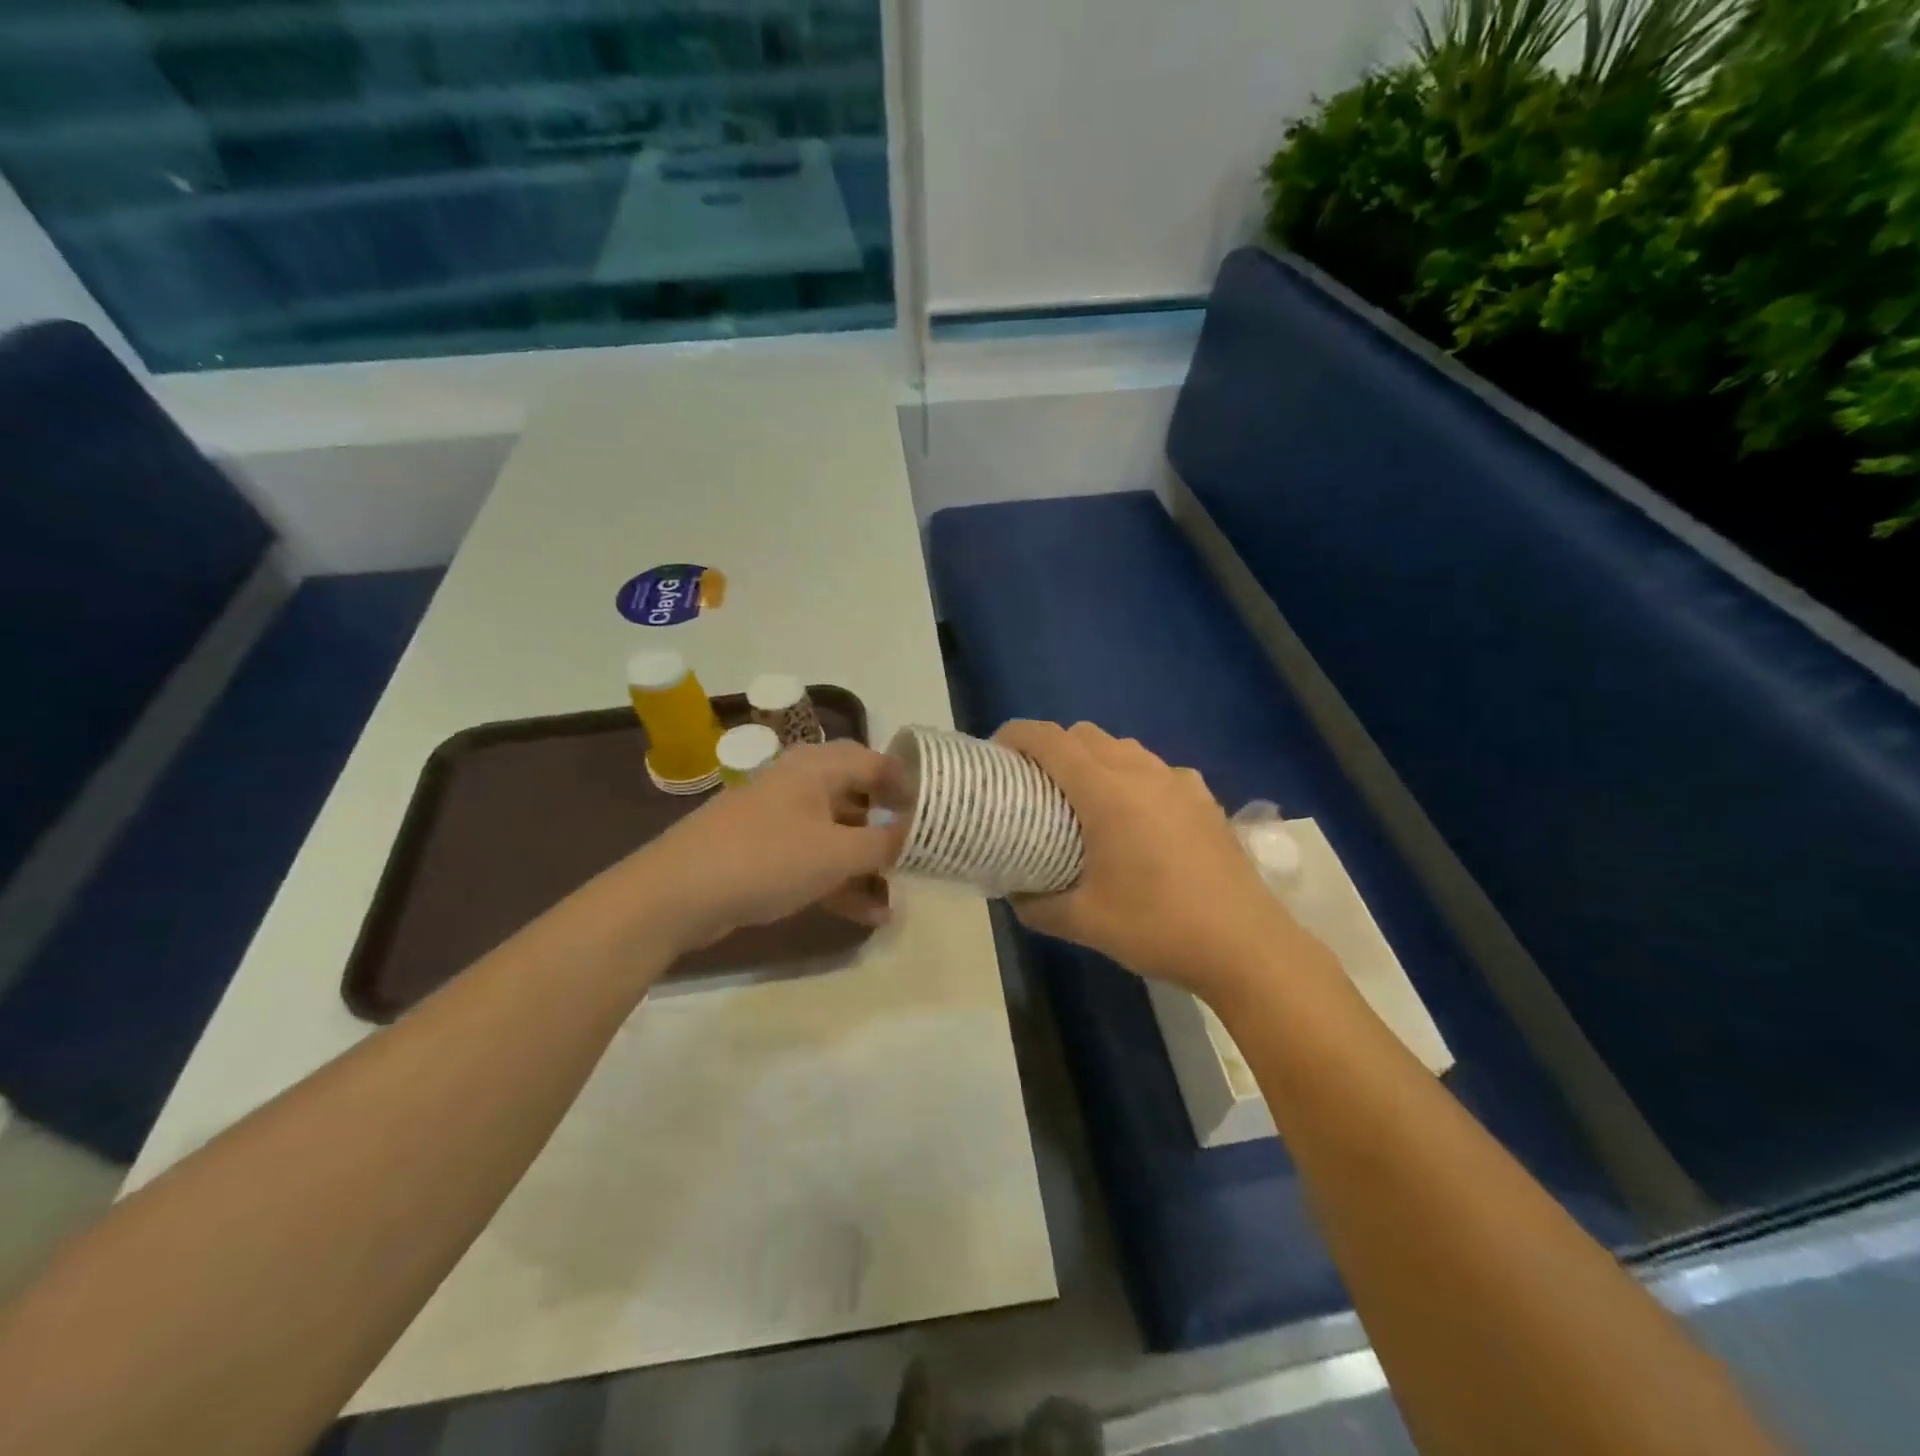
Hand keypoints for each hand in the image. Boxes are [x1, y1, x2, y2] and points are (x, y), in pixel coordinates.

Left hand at [633, 740, 907, 954]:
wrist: (677, 894)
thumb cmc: (766, 858)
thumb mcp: (836, 852)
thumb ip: (884, 844)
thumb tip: (918, 835)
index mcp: (818, 767)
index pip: (878, 763)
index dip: (911, 787)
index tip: (939, 816)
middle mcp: (801, 784)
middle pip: (860, 799)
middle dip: (891, 829)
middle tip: (922, 853)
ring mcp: (781, 819)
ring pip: (839, 834)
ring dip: (869, 864)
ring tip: (901, 894)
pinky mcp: (767, 853)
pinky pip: (816, 860)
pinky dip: (841, 881)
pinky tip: (869, 915)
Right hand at [993, 720, 1300, 1001]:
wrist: (1245, 945)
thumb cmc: (1158, 927)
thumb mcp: (1083, 923)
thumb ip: (1037, 905)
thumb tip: (1015, 893)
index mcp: (1106, 792)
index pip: (1050, 739)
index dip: (1016, 736)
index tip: (996, 754)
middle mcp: (1142, 772)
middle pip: (1084, 734)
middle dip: (1051, 746)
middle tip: (1033, 784)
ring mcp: (1179, 781)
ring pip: (1122, 746)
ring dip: (1092, 758)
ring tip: (1081, 799)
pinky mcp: (1203, 798)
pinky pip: (1155, 769)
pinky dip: (1131, 775)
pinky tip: (1136, 816)